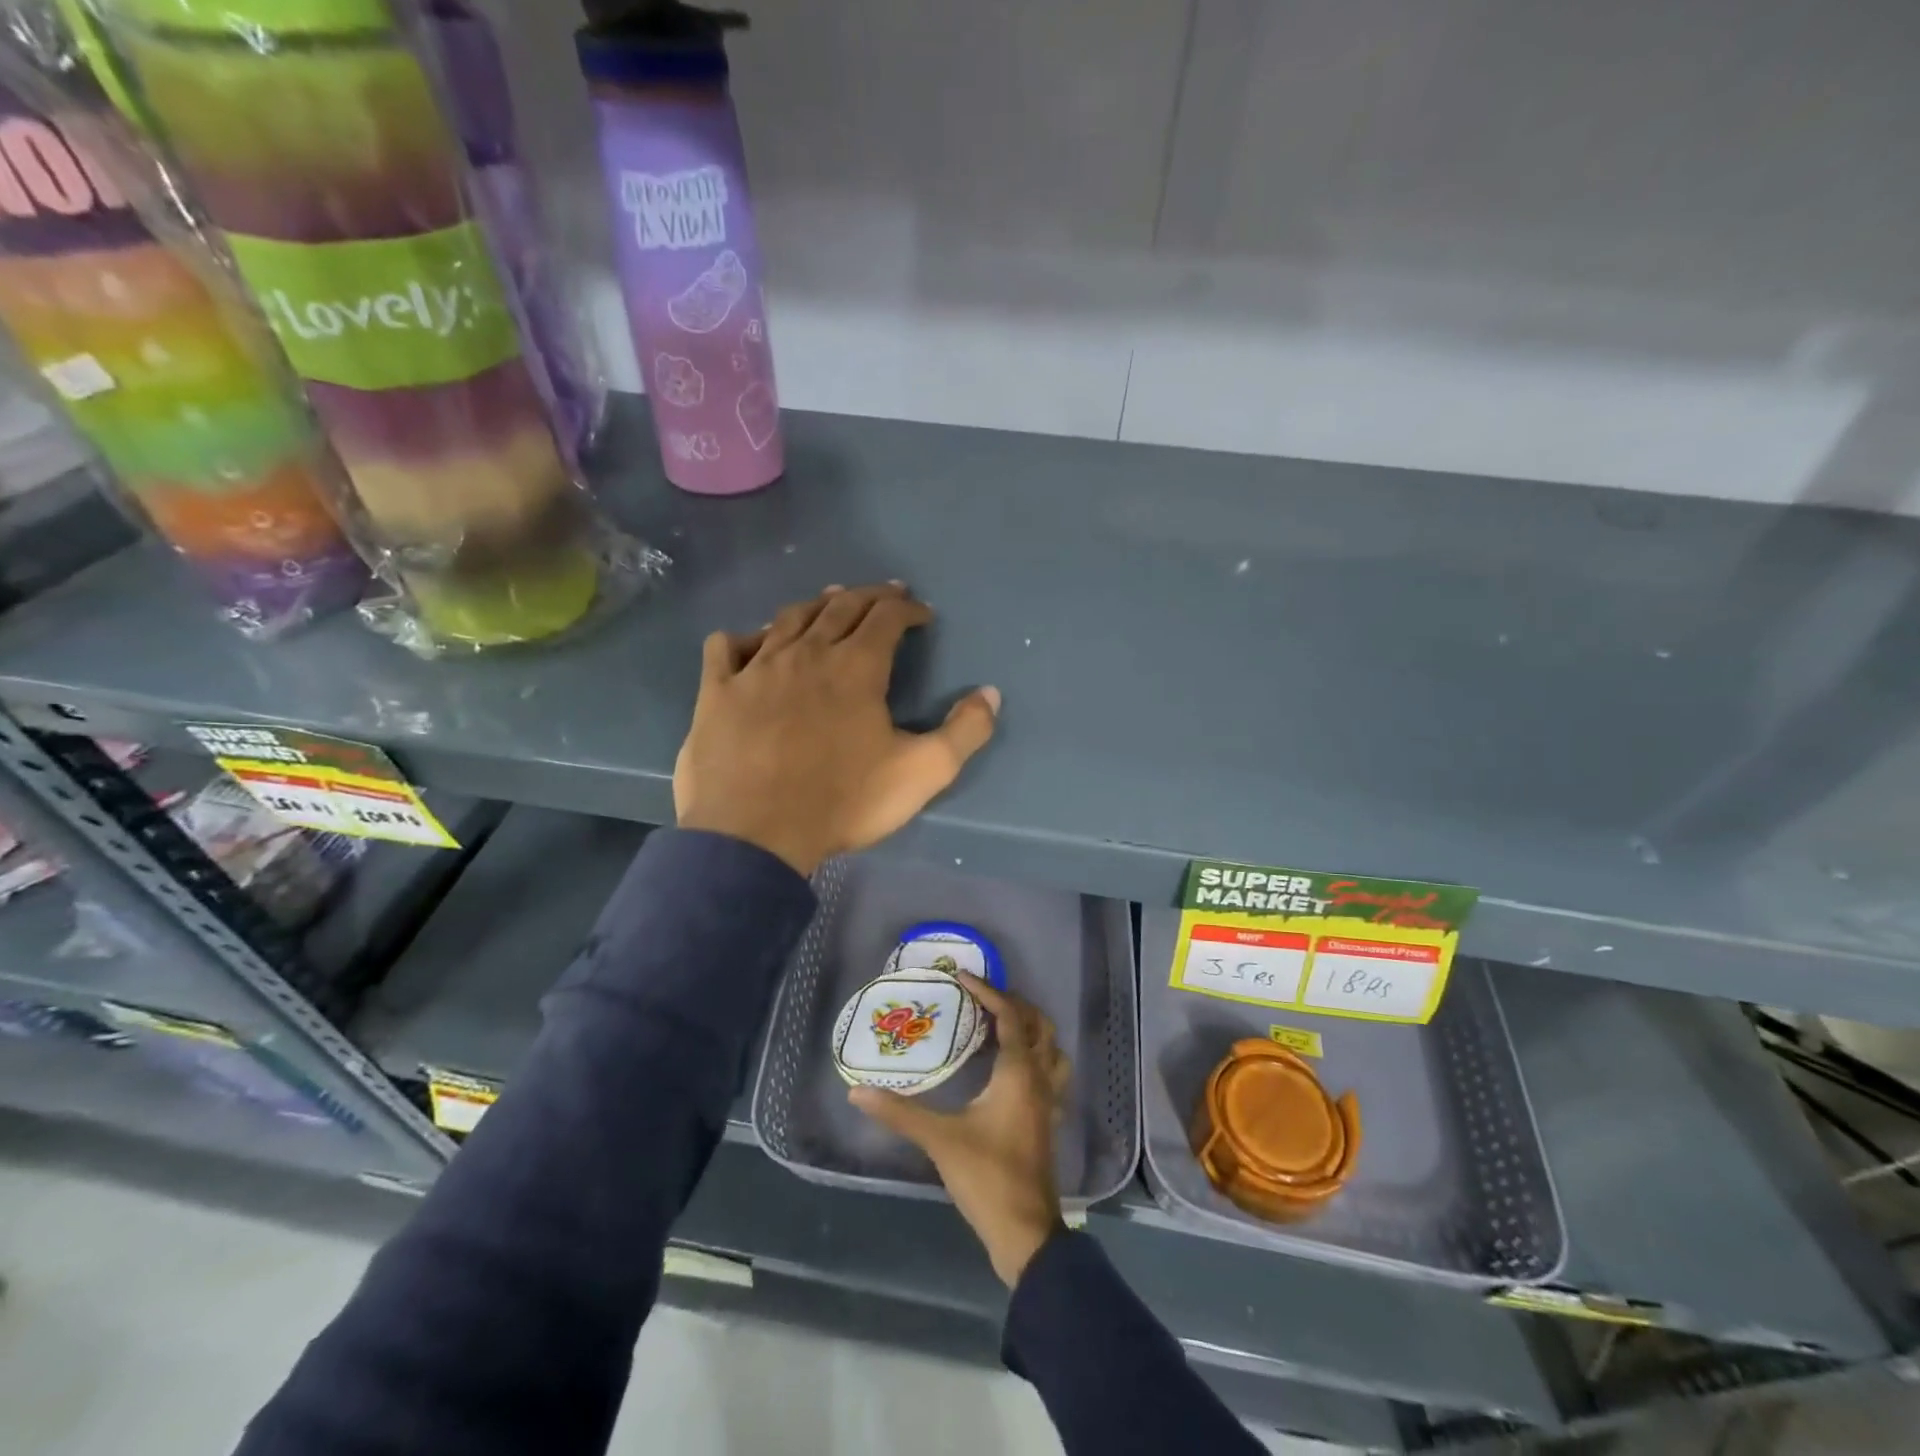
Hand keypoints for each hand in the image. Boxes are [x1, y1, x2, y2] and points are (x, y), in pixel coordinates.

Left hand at [674, 582, 999, 876]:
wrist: (754, 835)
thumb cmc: (843, 801)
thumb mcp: (922, 773)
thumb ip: (964, 732)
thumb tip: (990, 693)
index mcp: (856, 667)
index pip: (887, 617)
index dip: (907, 609)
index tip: (922, 614)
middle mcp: (806, 654)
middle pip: (840, 606)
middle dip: (869, 596)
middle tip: (886, 595)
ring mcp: (756, 668)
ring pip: (788, 618)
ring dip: (815, 605)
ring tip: (830, 601)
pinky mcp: (717, 691)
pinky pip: (726, 647)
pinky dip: (744, 637)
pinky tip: (752, 643)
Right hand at [849, 973, 1069, 1286]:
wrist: (1025, 1231)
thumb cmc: (986, 1176)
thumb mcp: (939, 1140)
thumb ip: (899, 1112)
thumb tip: (858, 1091)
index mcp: (1019, 1072)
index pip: (1009, 1016)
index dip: (988, 991)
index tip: (963, 976)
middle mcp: (1040, 1078)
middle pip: (1039, 1025)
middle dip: (1015, 1004)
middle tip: (984, 997)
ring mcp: (1050, 1100)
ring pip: (1052, 1048)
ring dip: (1033, 1029)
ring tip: (1002, 1025)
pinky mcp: (1049, 1120)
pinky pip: (1052, 1074)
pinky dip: (1038, 1057)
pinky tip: (1015, 1070)